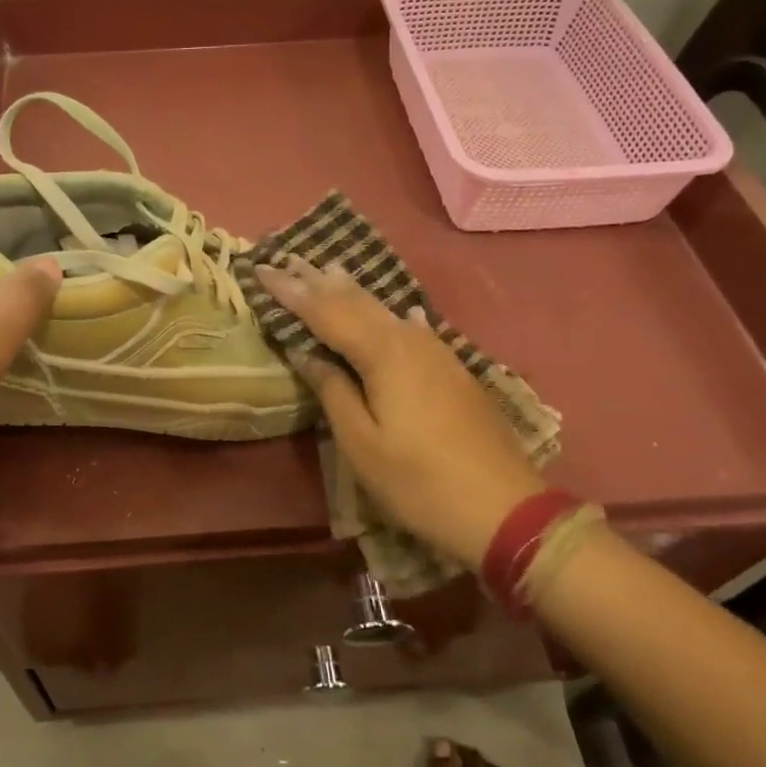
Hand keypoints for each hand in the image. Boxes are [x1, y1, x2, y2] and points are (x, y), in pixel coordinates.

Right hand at [254, 258, 544, 564]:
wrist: (504, 508)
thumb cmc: (418, 481)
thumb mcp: (361, 443)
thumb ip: (332, 390)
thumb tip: (306, 353)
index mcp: (383, 353)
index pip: (325, 311)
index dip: (291, 291)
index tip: (261, 269)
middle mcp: (409, 340)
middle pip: (356, 302)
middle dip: (318, 281)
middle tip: (288, 259)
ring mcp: (437, 353)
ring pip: (385, 311)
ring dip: (352, 291)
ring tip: (328, 270)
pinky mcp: (452, 370)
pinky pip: (411, 328)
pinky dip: (391, 314)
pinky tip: (401, 311)